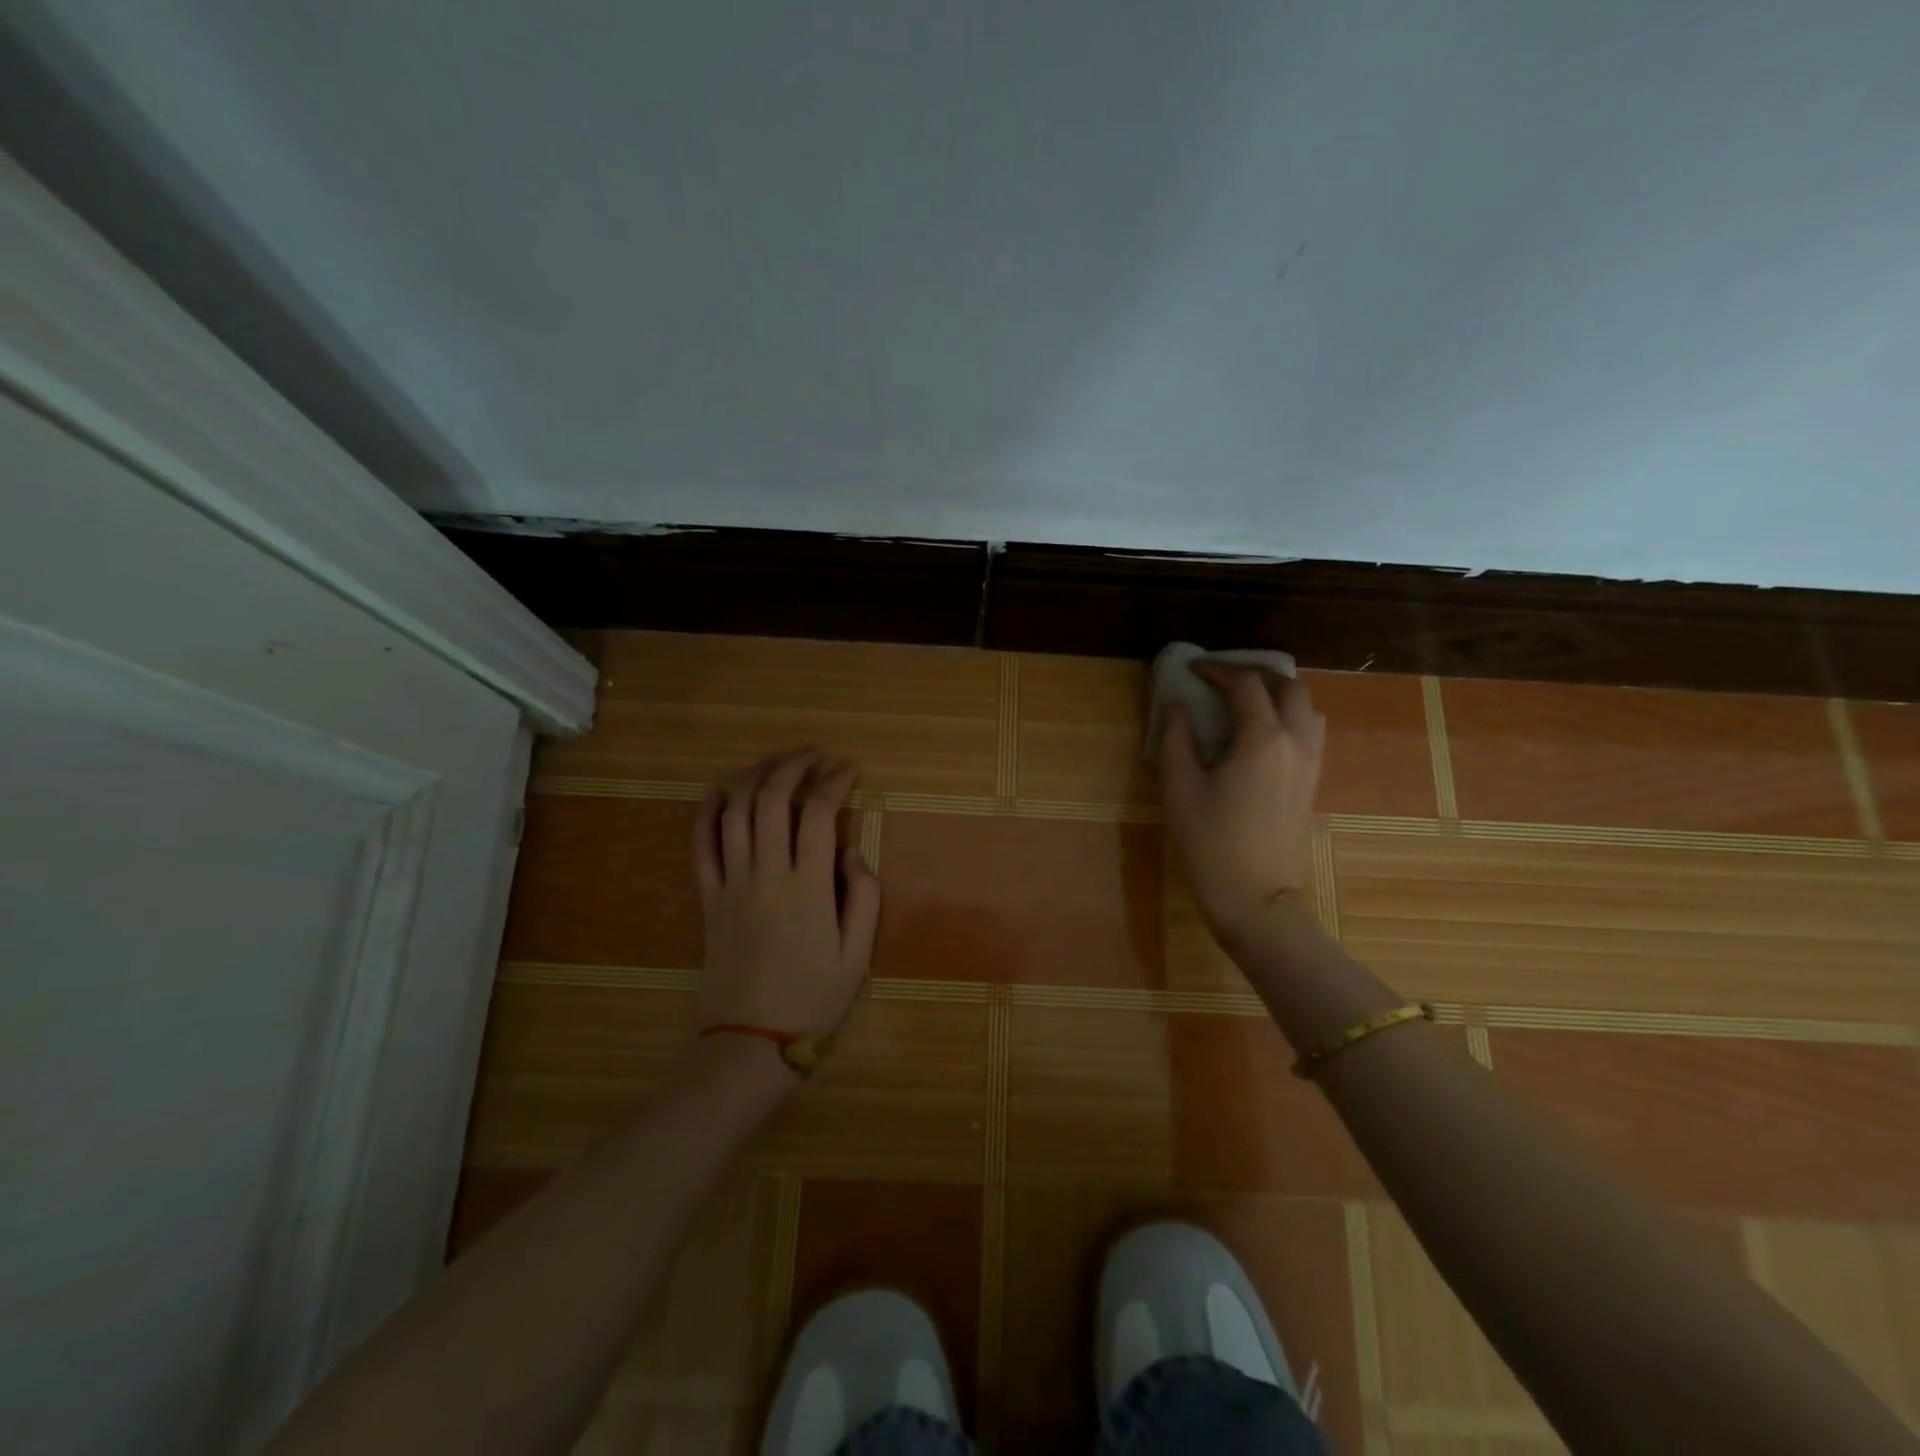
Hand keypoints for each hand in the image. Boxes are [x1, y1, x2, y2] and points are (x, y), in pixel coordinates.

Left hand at [692, 750, 882, 1060]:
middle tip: (814, 756)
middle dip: (793, 766)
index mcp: (809, 887)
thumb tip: (852, 849)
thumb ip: (864, 896)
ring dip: (754, 777)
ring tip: (775, 763)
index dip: (834, 782)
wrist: (749, 1041)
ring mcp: (731, 883)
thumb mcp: (858, 953)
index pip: (819, 814)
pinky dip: (708, 812)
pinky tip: (721, 791)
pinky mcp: (708, 898)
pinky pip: (701, 845)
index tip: (849, 770)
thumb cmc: (813, 999)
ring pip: (734, 812)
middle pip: (772, 800)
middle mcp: (767, 874)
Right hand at [1159, 665, 1326, 945]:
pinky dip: (1289, 718)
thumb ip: (1176, 739)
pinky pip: (1310, 733)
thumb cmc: (1210, 841)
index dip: (1217, 671)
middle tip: (1223, 679)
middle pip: (1290, 687)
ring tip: (1246, 702)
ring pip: (1307, 708)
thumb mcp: (1180, 787)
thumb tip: (1178, 707)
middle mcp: (1296, 743)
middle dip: (1256, 674)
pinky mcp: (1313, 782)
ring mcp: (1311, 763)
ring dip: (1279, 694)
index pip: (1245, 685)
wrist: (1254, 896)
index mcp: (1263, 739)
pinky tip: (1261, 734)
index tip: (1193, 671)